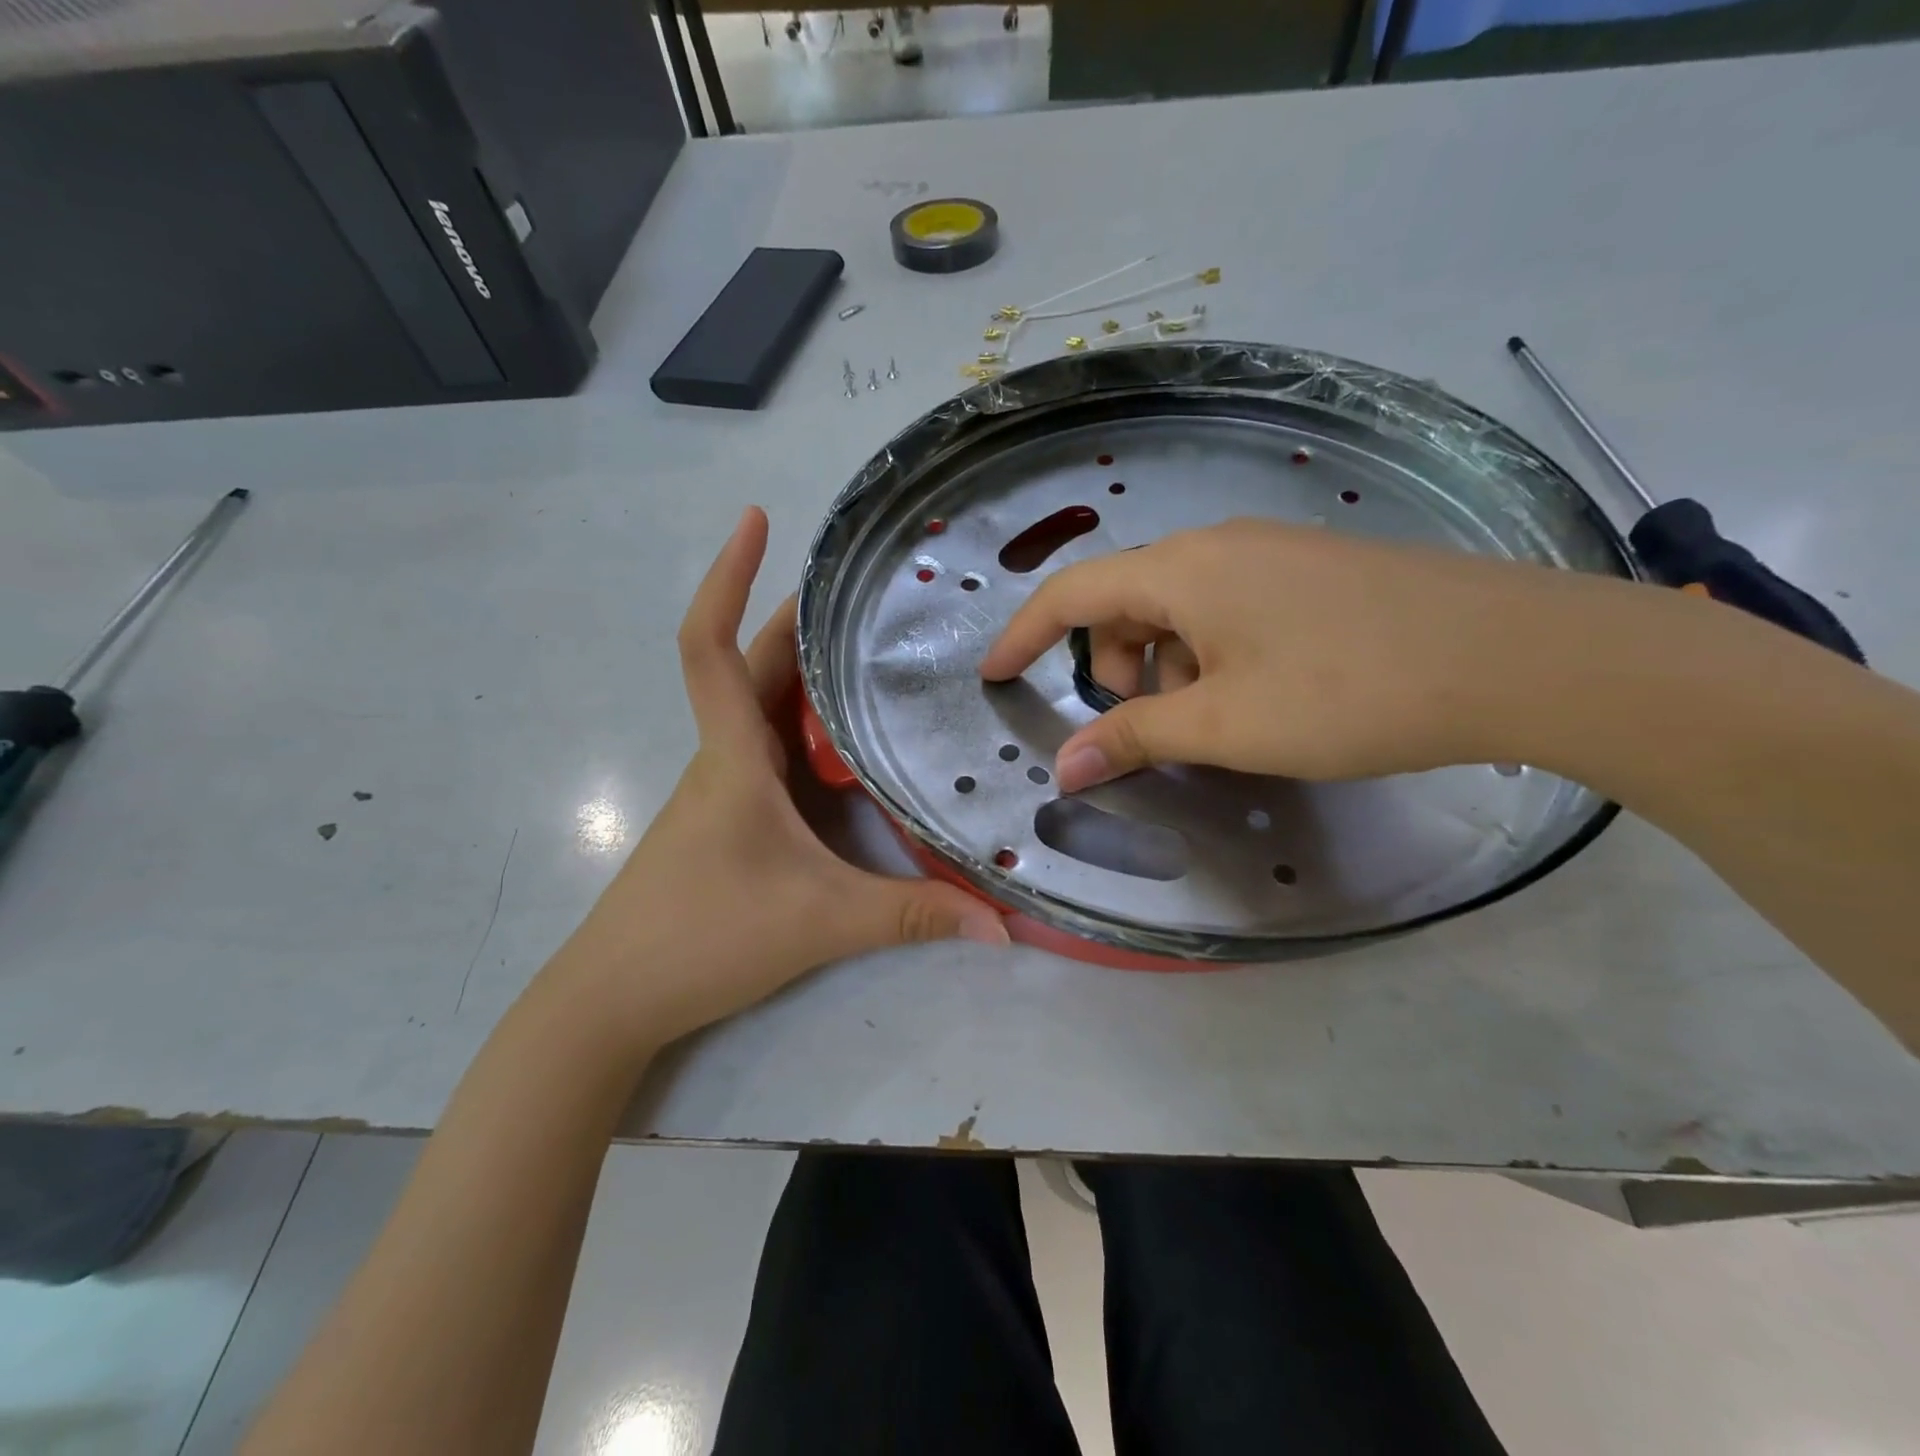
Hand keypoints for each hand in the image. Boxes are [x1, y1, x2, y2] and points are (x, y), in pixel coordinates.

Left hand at [550, 508, 1008, 1050]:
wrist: (613, 998)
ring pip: (765, 707)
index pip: (711, 644)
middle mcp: (724, 757)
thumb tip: (1001, 924)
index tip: (756, 521)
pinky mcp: (729, 819)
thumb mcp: (821, 921)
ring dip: (805, 670)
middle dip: (801, 618)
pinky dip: (806, 727)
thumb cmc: (703, 936)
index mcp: (733, 755)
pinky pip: (771, 750)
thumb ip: (912, 916)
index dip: (727, 576)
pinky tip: (848, 743)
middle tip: (869, 593)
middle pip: (756, 665)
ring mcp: (722, 788)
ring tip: (873, 651)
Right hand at [979, 518, 1629, 790]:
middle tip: (1146, 728)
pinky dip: (1212, 655)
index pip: (1071, 594)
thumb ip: (1133, 738)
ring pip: (1179, 610)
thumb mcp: (1223, 724)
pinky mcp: (1310, 572)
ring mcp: (1269, 553)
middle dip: (1113, 668)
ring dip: (1168, 668)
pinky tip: (1258, 697)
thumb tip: (1064, 768)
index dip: (1023, 636)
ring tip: (1214, 722)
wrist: (1514, 656)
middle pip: (1126, 603)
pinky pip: (1227, 610)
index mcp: (1181, 570)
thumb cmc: (1347, 690)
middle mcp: (1217, 545)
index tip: (994, 675)